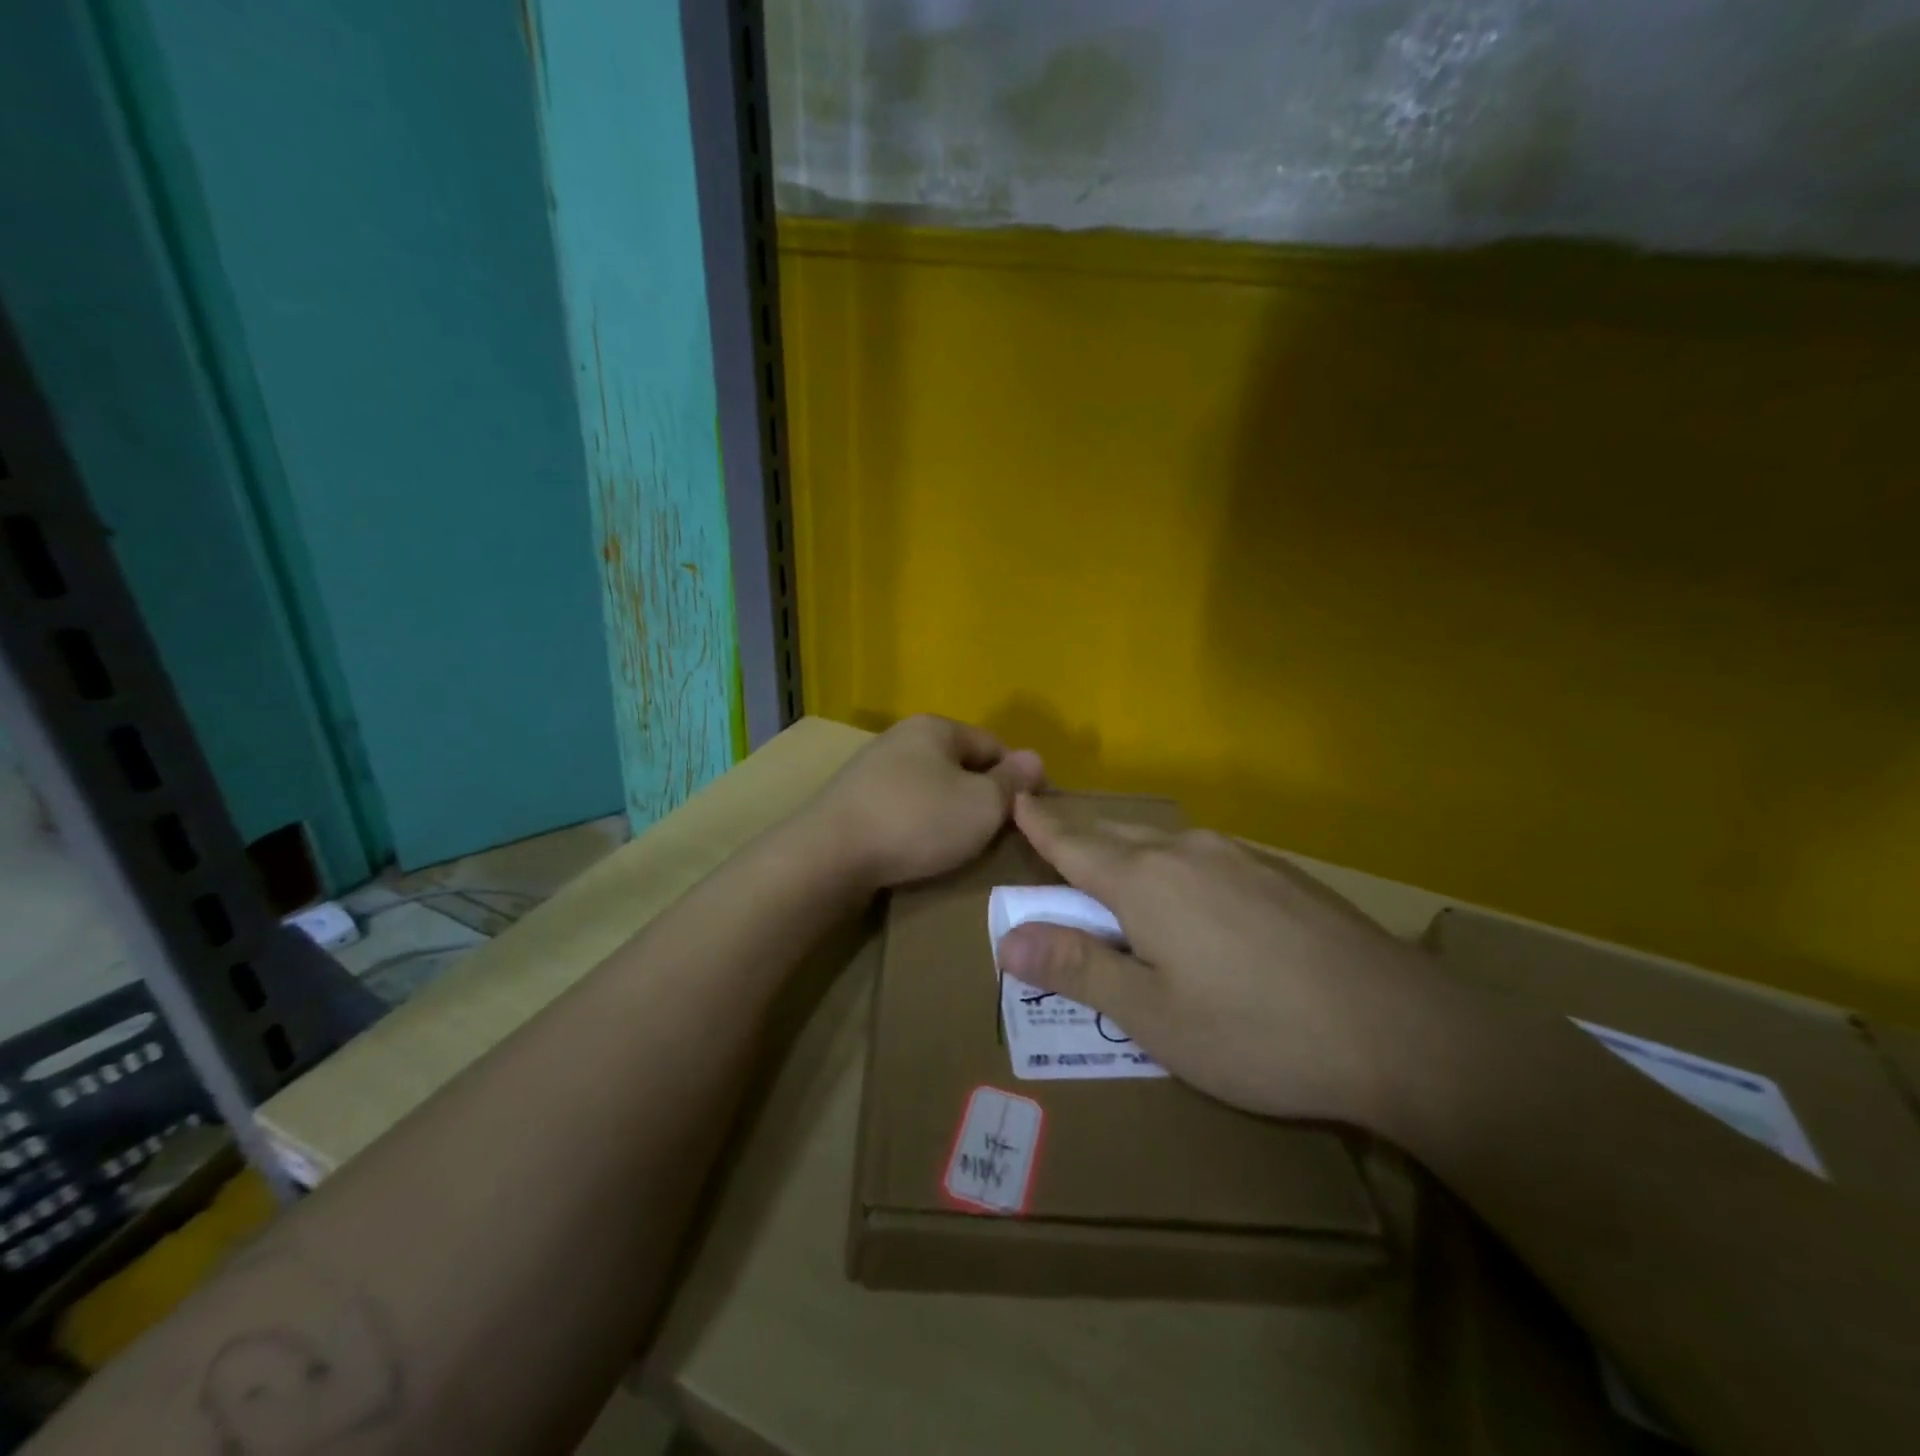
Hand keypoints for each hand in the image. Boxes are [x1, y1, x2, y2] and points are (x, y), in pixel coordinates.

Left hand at [807, 716, 1044, 889]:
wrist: (829, 855)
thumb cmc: (917, 821)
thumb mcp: (981, 804)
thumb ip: (1012, 782)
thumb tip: (1035, 758)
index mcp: (935, 727)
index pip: (994, 745)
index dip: (1018, 777)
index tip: (1031, 814)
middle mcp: (902, 738)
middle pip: (960, 764)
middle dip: (982, 795)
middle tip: (999, 834)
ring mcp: (873, 768)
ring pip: (931, 787)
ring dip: (950, 812)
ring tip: (962, 846)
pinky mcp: (853, 800)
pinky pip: (903, 807)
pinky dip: (919, 824)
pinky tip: (921, 849)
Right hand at [997, 795, 1429, 1125]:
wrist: (1401, 1031)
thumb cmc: (1256, 1033)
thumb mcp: (1152, 1016)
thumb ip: (1078, 969)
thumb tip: (1007, 939)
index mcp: (1145, 882)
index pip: (1074, 844)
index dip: (1041, 825)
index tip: (1018, 799)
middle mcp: (1188, 852)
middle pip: (1117, 834)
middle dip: (1080, 833)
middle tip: (1054, 833)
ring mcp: (1241, 857)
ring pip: (1165, 840)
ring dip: (1129, 847)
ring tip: (1116, 861)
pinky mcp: (1281, 873)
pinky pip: (1207, 854)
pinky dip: (1176, 862)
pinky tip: (1194, 890)